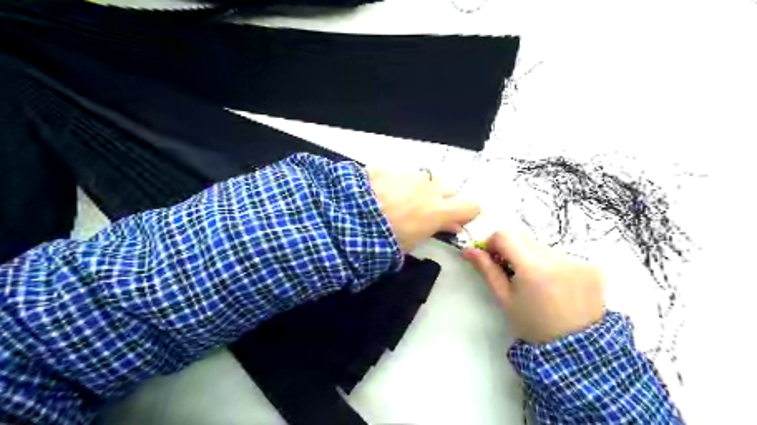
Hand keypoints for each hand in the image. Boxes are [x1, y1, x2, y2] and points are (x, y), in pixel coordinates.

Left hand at [369, 167, 481, 252]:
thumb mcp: (412, 242)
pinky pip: (403, 174)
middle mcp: (429, 188)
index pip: (471, 205)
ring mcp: (410, 175)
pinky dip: (399, 183)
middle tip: (425, 212)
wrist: (348, 218)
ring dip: (420, 190)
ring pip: (426, 180)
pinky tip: (382, 192)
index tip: (456, 220)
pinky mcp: (390, 168)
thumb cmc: (383, 239)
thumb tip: (451, 225)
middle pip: (449, 189)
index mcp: (438, 210)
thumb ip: (436, 229)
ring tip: (399, 201)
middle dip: (442, 200)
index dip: (466, 213)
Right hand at [462, 231, 603, 342]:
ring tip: (537, 282)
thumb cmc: (532, 324)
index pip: (505, 235)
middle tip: (512, 272)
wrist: (575, 349)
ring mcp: (578, 261)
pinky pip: (562, 255)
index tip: (493, 258)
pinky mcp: (592, 266)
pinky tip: (556, 285)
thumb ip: (487, 270)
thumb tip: (468, 250)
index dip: (493, 243)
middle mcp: (557, 258)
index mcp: (533, 268)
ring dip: (533, 257)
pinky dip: (553, 264)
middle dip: (512, 249)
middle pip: (523, 238)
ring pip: (542, 246)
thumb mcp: (505, 299)